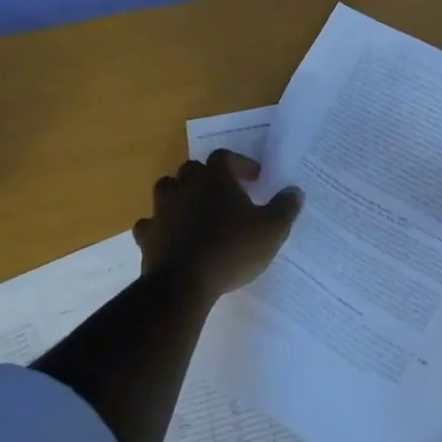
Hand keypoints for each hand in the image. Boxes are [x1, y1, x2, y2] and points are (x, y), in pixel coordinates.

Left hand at [134, 150, 302, 300]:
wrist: (183, 283)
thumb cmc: (232, 249)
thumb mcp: (271, 230)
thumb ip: (285, 208)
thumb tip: (295, 191)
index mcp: (215, 178)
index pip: (225, 157)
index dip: (240, 164)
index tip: (255, 178)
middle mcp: (185, 185)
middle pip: (193, 169)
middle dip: (208, 178)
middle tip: (225, 194)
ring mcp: (162, 209)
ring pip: (168, 189)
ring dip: (181, 196)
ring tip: (195, 212)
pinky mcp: (147, 234)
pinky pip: (151, 223)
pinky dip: (160, 226)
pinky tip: (170, 236)